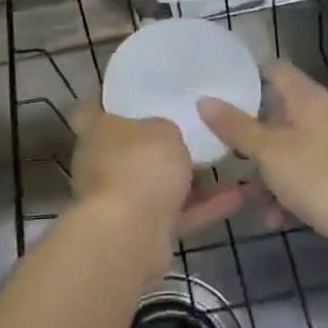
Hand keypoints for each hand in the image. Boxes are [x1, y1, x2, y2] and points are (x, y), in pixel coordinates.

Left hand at [69, 99, 245, 269]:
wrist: (130, 235)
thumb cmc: (139, 165)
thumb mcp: (162, 130)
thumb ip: (164, 128)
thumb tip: (163, 135)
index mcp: (96, 132)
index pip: (89, 108)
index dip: (105, 99)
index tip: (129, 93)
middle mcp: (101, 164)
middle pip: (127, 147)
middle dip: (155, 142)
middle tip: (188, 126)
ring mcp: (119, 200)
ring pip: (155, 183)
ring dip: (187, 178)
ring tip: (223, 160)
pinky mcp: (141, 231)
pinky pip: (176, 213)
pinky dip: (203, 206)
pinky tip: (237, 194)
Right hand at [197, 61, 327, 254]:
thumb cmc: (322, 178)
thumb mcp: (270, 152)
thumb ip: (236, 127)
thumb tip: (204, 99)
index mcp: (308, 98)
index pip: (275, 70)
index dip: (247, 77)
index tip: (218, 93)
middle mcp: (324, 116)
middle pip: (279, 113)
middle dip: (251, 134)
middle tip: (222, 149)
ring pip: (291, 150)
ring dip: (267, 171)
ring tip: (247, 198)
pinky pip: (307, 177)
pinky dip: (289, 193)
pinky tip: (275, 219)